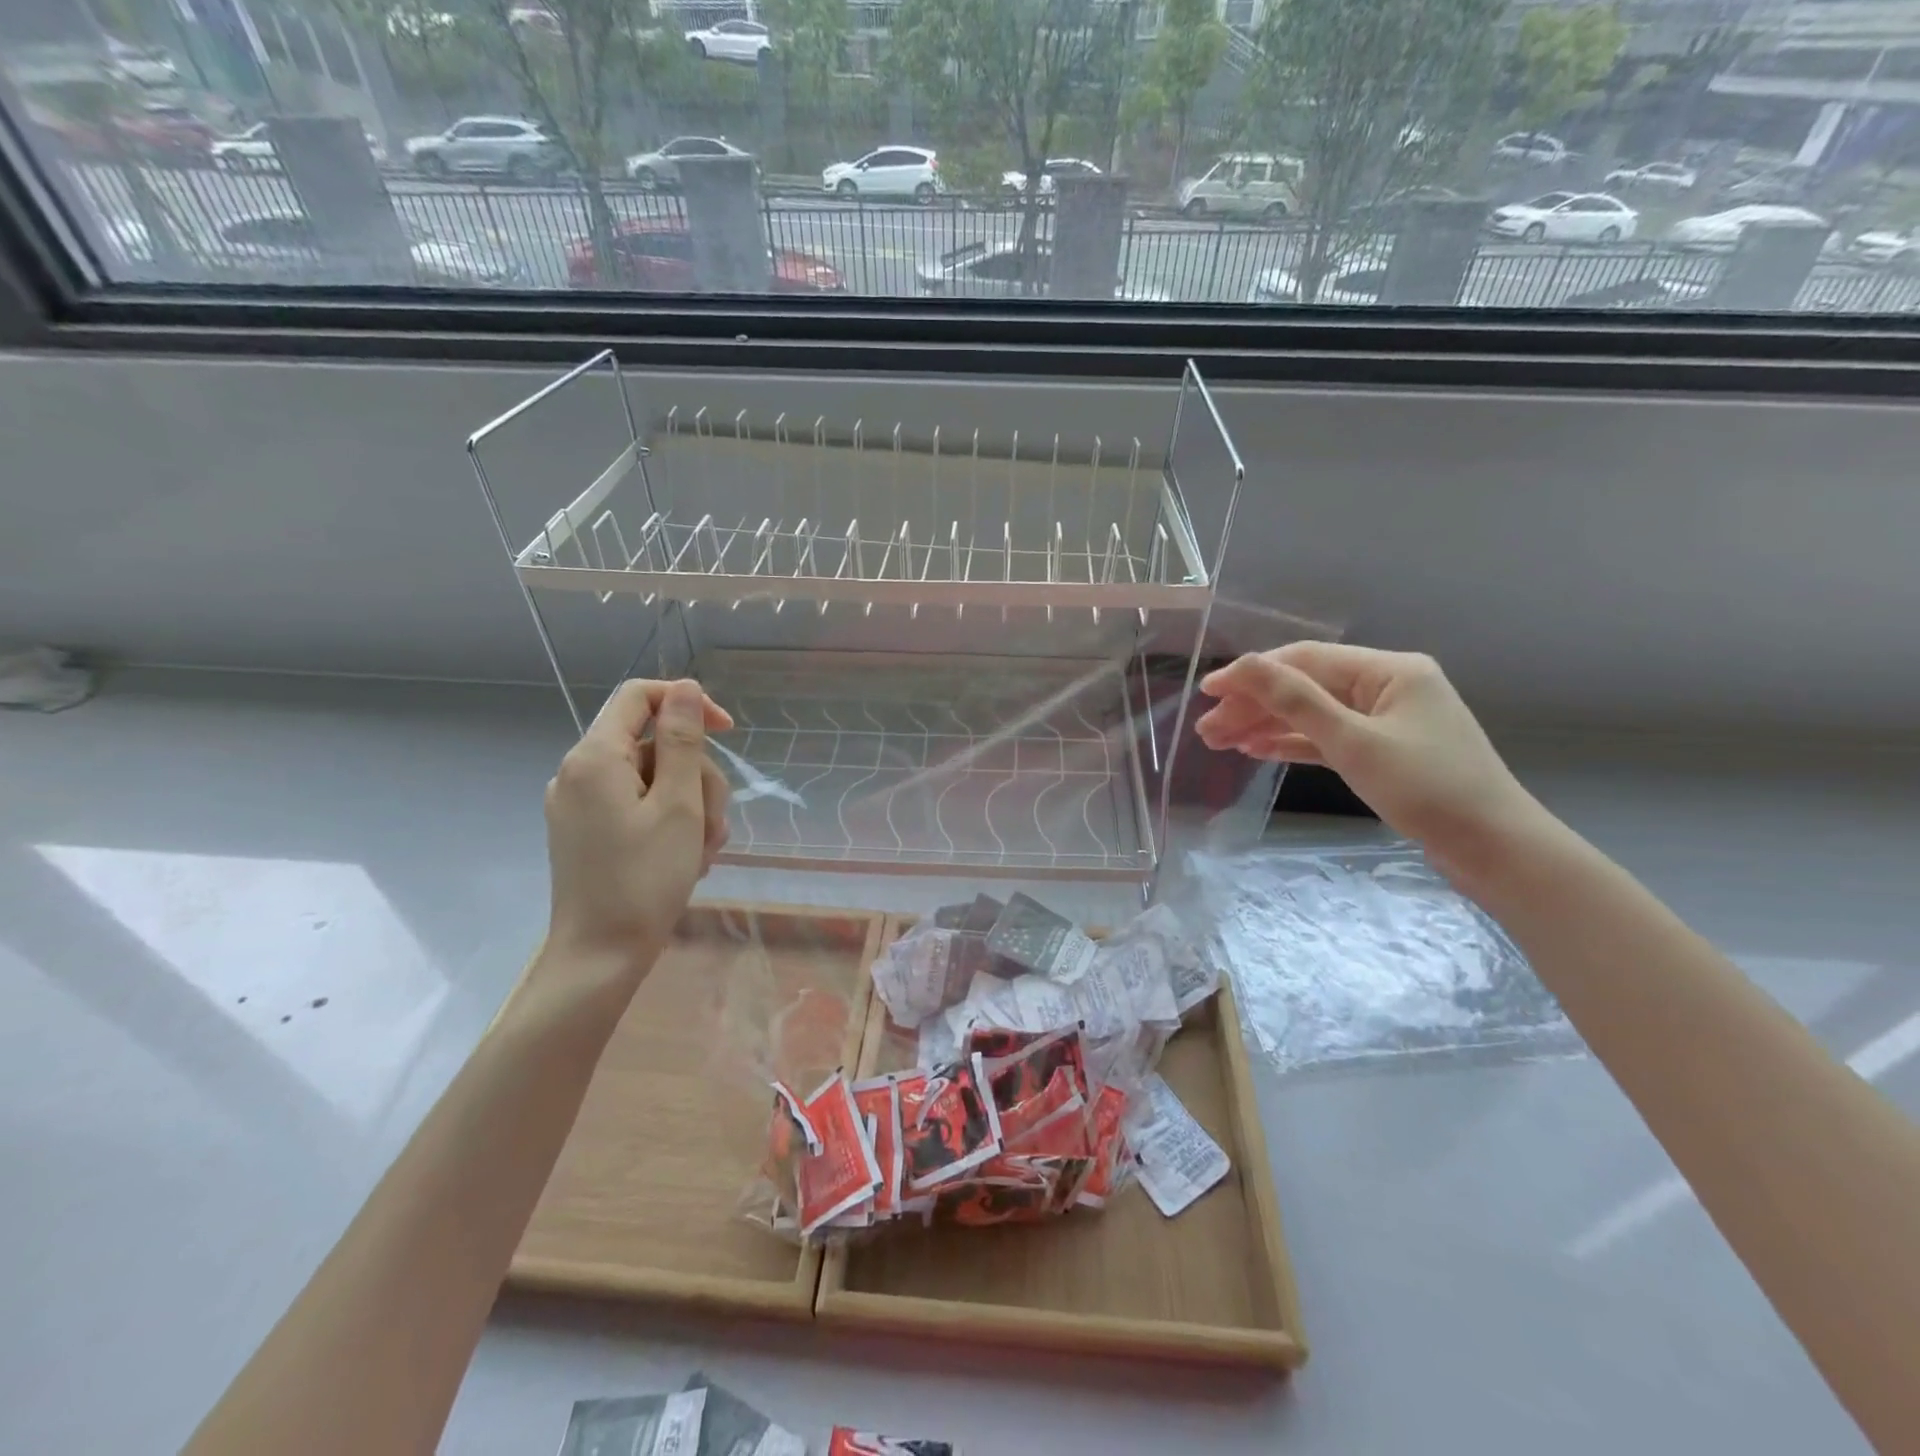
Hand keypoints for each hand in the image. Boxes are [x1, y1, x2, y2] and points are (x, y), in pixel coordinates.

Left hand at [542, 678, 733, 980]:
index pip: (640, 696)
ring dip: (691, 808)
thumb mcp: (678, 804)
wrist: (600, 956)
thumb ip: (682, 740)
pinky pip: (638, 807)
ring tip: (703, 852)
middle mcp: (579, 772)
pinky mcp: (587, 831)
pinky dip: (669, 824)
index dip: (688, 703)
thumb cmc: (645, 879)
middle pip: (654, 745)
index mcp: (594, 757)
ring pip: (654, 780)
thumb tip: (685, 688)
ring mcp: (580, 804)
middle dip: (696, 777)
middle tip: (713, 824)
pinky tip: (687, 859)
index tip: (728, 732)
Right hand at [1196, 643, 1546, 879]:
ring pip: (1311, 714)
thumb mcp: (1354, 742)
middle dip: (1254, 706)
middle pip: (1305, 687)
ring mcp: (1385, 720)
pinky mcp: (1382, 751)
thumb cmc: (1428, 789)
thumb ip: (1296, 701)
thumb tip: (1244, 666)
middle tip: (1207, 731)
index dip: (1252, 673)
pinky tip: (1257, 750)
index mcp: (1389, 670)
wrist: (1494, 849)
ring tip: (1220, 743)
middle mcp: (1386, 686)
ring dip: (1266, 726)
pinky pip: (1327, 738)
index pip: (1305, 660)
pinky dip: (1292, 743)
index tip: (1208, 693)